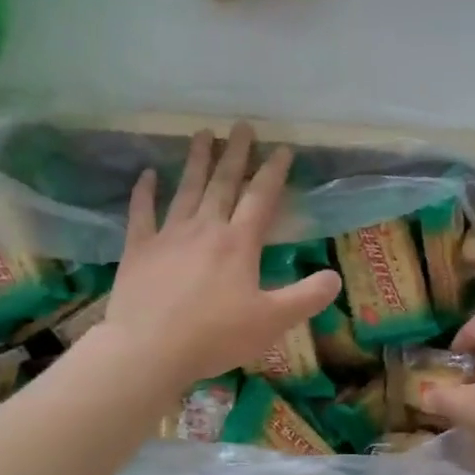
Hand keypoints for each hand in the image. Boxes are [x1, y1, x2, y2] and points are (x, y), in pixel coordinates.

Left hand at [96, 124, 340, 386]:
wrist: (148, 350)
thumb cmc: (215, 336)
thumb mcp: (272, 321)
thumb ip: (307, 298)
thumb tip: (335, 277)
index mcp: (239, 243)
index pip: (261, 198)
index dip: (274, 171)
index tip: (283, 148)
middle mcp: (205, 229)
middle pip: (223, 184)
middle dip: (236, 153)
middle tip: (242, 125)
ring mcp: (168, 236)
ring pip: (186, 190)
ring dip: (196, 161)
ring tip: (203, 134)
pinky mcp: (139, 250)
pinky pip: (141, 213)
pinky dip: (145, 192)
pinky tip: (147, 174)